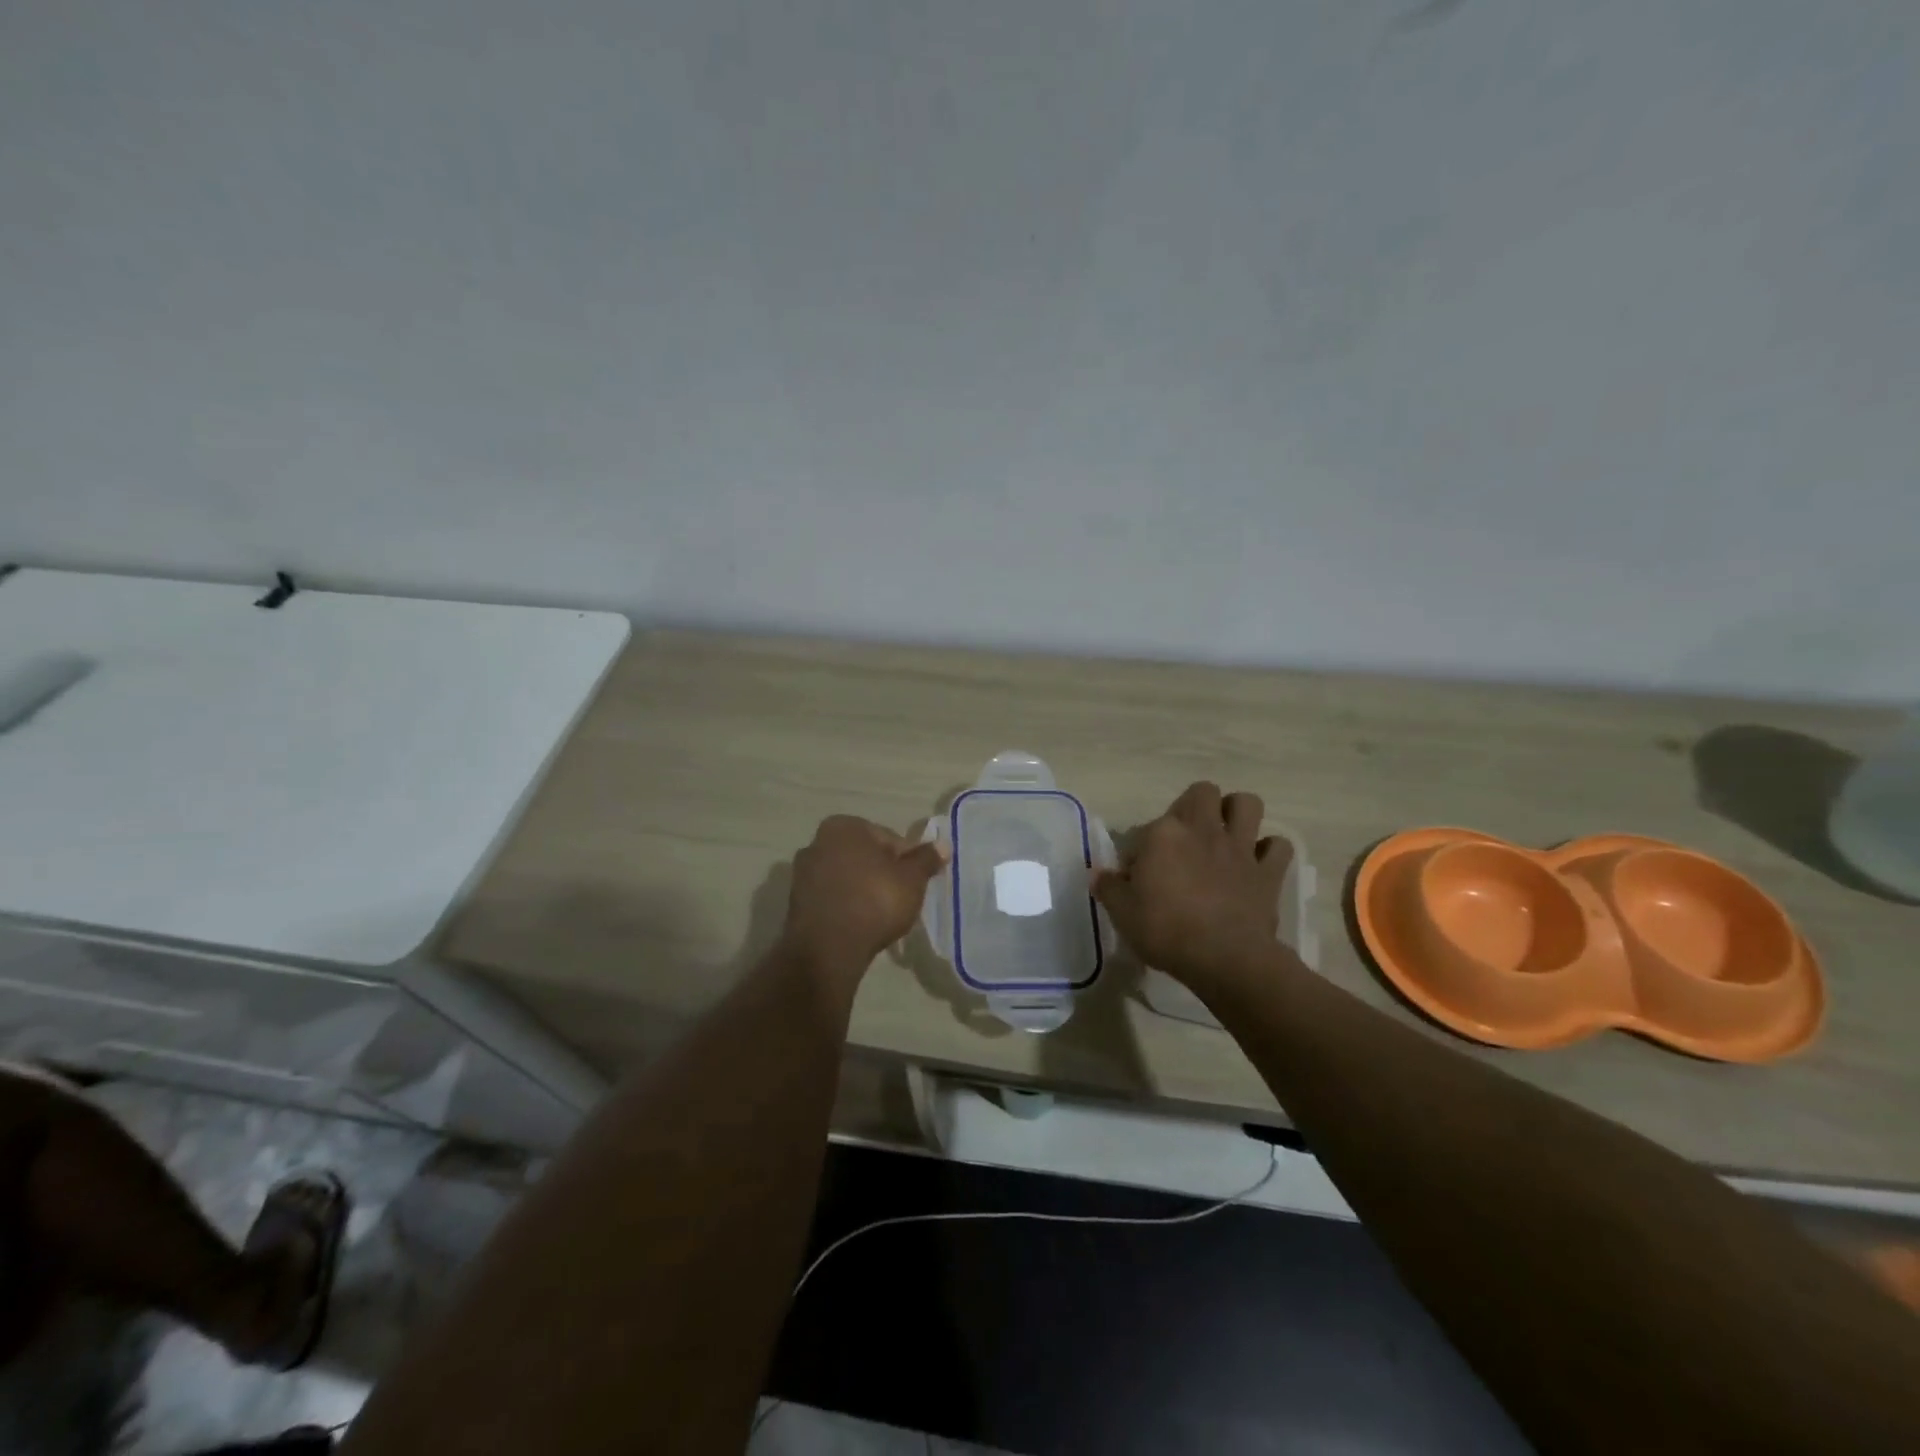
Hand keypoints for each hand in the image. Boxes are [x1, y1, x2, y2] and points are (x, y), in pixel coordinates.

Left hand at [781, 815, 947, 981]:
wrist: (828, 949)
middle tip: (900, 899)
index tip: (914, 883)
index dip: (906, 860)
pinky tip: (860, 925)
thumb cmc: (874, 901)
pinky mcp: (796, 903)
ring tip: (881, 916)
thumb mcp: (911, 880)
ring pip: (847, 877)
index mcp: (843, 826)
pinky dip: (847, 906)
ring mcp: (802, 873)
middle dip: (882, 873)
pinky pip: (832, 898)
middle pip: (865, 856)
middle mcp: (817, 841)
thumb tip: (943, 845)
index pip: (888, 838)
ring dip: (863, 890)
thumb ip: (926, 860)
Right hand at [1094, 783, 1291, 992]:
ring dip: (1237, 813)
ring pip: (1247, 804)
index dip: (1138, 852)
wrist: (1224, 959)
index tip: (1135, 878)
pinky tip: (1257, 863)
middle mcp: (1202, 830)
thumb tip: (1098, 874)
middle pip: (1202, 792)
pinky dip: (1269, 851)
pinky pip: (1278, 847)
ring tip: (1226, 834)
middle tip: (1185, 836)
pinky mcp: (1267, 871)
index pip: (1144, 830)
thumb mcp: (1122, 913)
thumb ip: (1108, 888)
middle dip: (1195, 805)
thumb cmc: (1165, 931)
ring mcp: (1239, 848)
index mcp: (1163, 834)